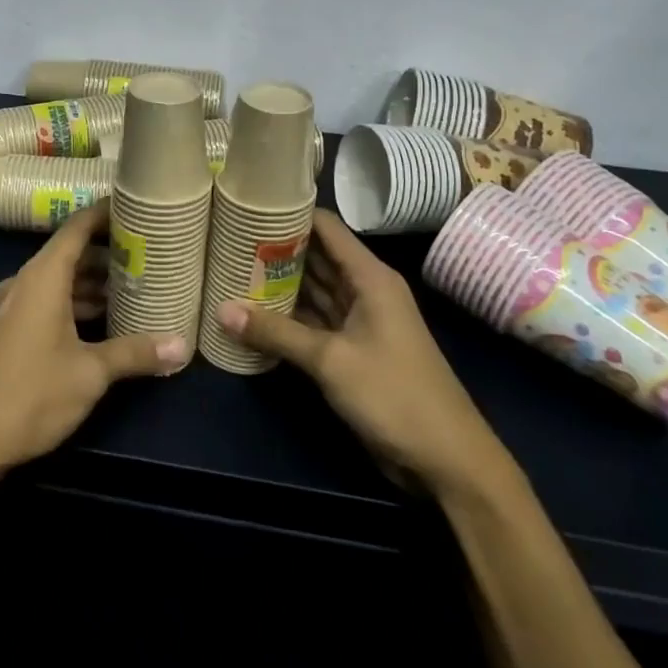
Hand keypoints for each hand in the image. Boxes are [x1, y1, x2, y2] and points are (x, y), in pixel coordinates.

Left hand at [0, 202, 189, 484]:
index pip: (77, 227)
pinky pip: (45, 302)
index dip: (106, 214)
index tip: (137, 207)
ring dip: (92, 284)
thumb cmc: (30, 394)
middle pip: (70, 254)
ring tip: (133, 290)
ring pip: (58, 282)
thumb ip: (135, 353)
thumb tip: (183, 345)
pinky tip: (101, 324)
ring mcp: (11, 308)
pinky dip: (74, 304)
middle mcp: (24, 282)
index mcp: (43, 277)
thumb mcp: (90, 373)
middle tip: (149, 256)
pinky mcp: (5, 332)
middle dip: (108, 254)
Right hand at [217, 208, 511, 498]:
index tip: (250, 207)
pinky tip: (253, 311)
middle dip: (275, 248)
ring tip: (232, 267)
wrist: (446, 460)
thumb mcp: (331, 360)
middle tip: (228, 238)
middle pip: (316, 257)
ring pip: (313, 290)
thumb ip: (276, 332)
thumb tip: (221, 309)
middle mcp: (364, 290)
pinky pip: (314, 321)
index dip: (291, 212)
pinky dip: (288, 316)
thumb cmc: (394, 394)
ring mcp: (359, 321)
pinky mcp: (352, 350)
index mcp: (370, 277)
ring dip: (279, 283)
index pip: (326, 227)